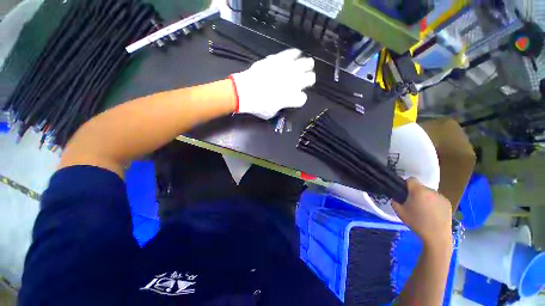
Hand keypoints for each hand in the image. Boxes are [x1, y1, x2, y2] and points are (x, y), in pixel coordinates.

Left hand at [230, 49, 315, 118]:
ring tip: (307, 65)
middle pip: (309, 78)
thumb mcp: (271, 113)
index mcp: (291, 98)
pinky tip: (296, 55)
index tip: (296, 99)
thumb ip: (280, 107)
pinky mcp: (277, 59)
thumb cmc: (257, 106)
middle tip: (306, 79)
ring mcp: (286, 69)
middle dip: (309, 80)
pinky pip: (290, 54)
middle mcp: (292, 83)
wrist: (244, 92)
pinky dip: (294, 54)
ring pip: (305, 64)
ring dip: (307, 66)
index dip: (300, 99)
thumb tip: (282, 102)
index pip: (302, 98)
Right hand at [392, 178, 452, 246]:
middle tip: (413, 204)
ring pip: (428, 193)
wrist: (436, 236)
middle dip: (415, 192)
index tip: (404, 193)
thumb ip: (395, 201)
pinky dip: (433, 203)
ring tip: (424, 210)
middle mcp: (430, 190)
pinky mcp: (447, 203)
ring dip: (425, 198)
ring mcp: (441, 196)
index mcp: (418, 191)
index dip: (406, 184)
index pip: (411, 179)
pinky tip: (432, 213)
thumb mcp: (399, 212)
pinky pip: (436, 199)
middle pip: (420, 187)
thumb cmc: (416, 223)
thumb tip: (396, 197)